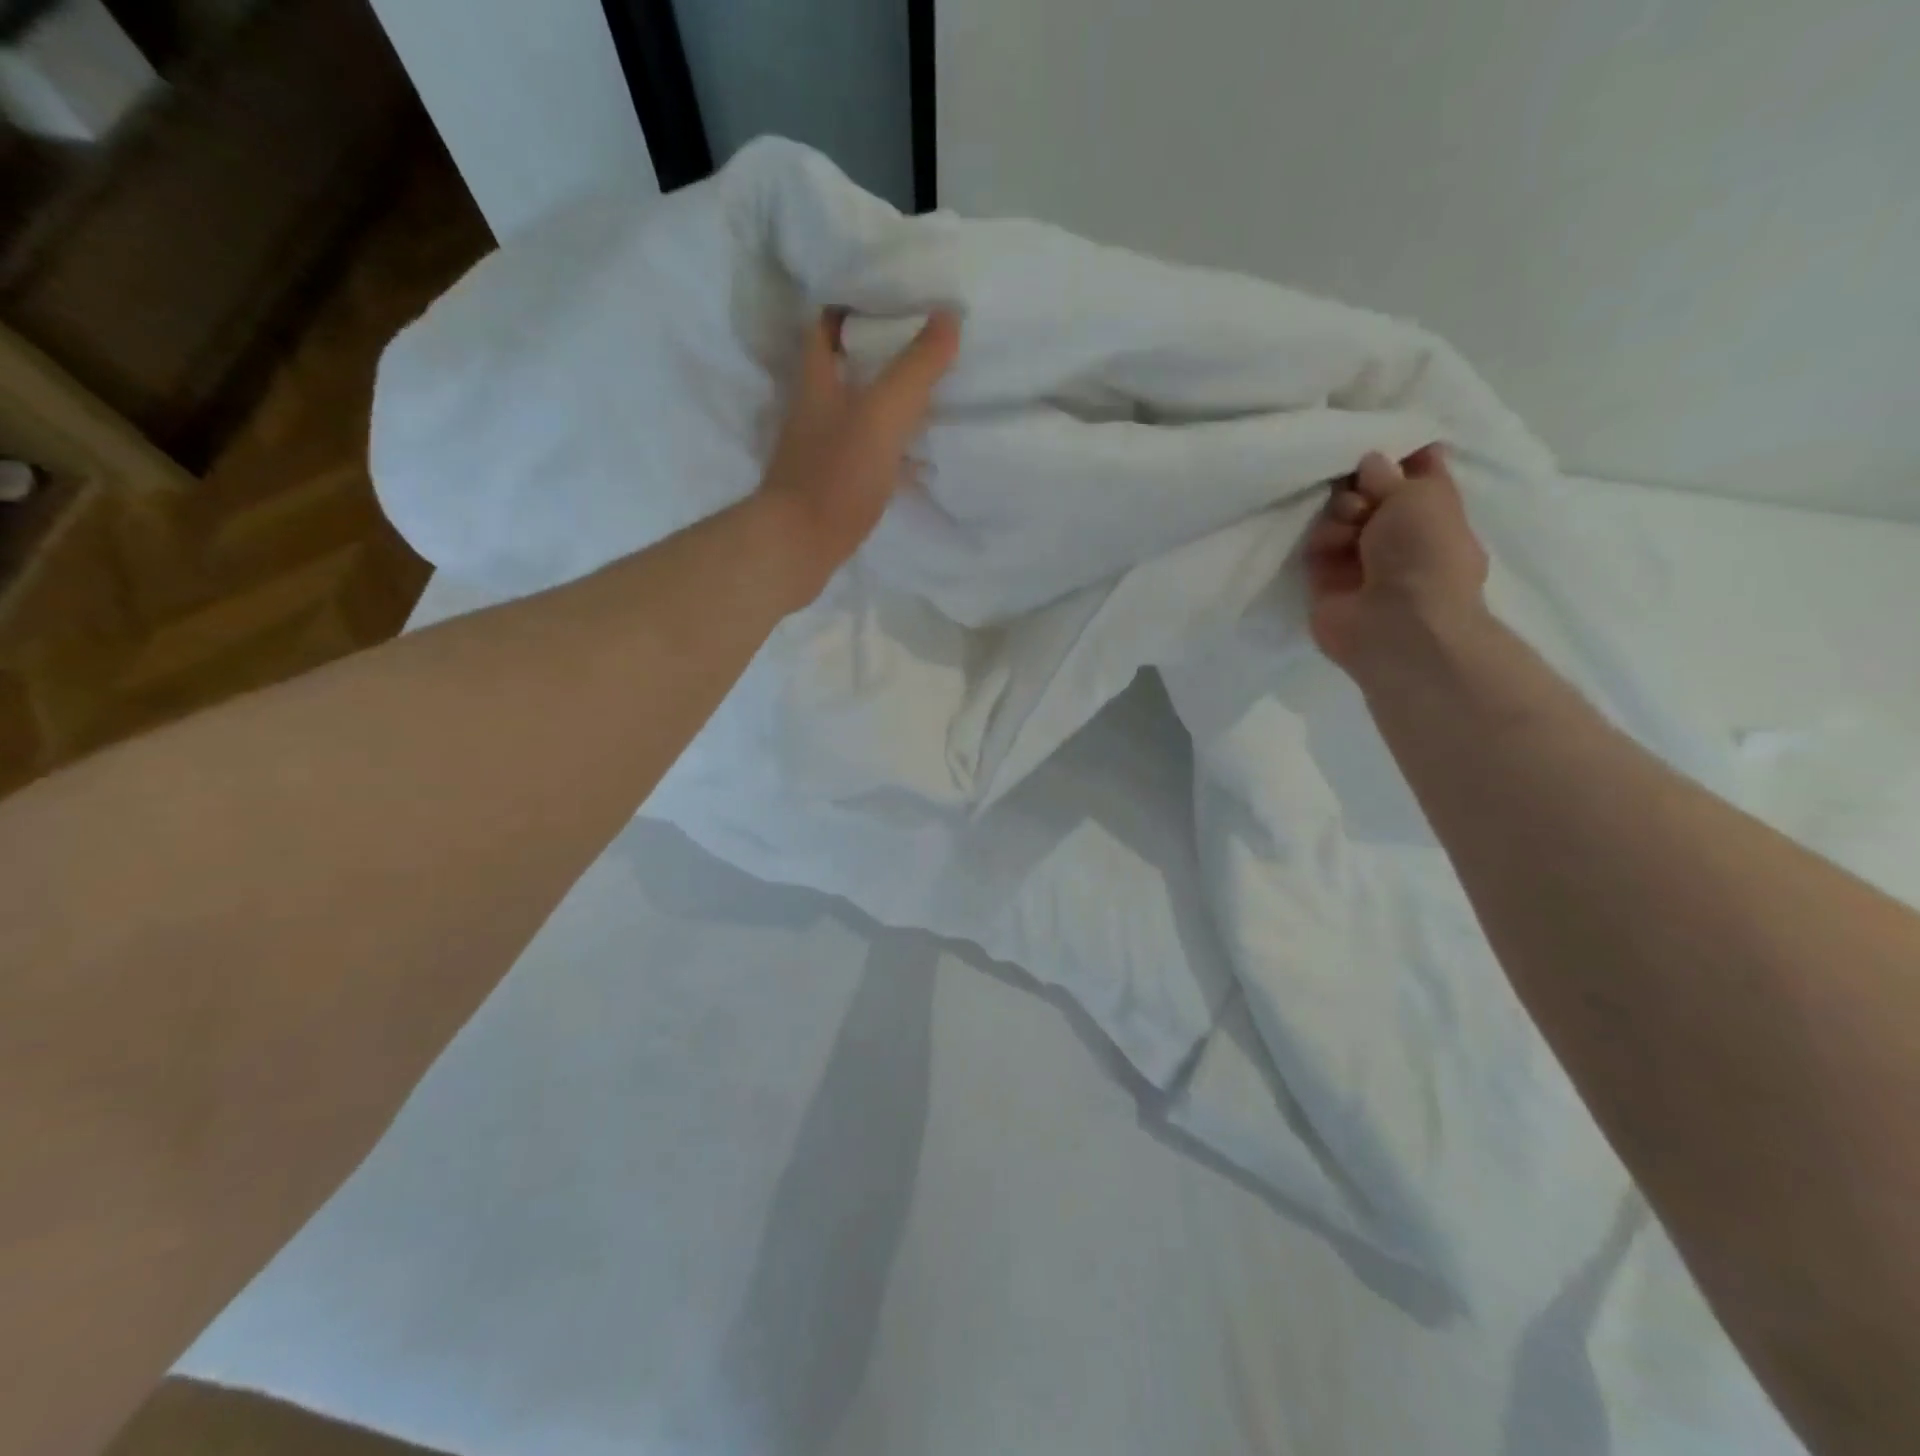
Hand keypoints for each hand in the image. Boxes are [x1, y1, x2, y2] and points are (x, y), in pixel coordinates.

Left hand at [757, 308, 961, 604]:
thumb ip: (915, 368)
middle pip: (840, 370)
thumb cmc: (837, 474)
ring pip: (853, 415)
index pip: (824, 327)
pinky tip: (915, 461)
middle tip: (916, 346)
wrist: (800, 546)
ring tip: (925, 397)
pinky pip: (863, 458)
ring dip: (882, 405)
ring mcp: (819, 453)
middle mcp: (813, 412)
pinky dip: (887, 453)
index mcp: (818, 383)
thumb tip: (948, 316)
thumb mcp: (882, 414)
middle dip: (872, 355)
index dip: (848, 305)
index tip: (885, 296)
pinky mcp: (829, 489)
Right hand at [1305, 445, 1490, 676]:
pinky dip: (1320, 541)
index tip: (1375, 434)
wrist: (1398, 624)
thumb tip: (1368, 461)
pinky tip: (1329, 550)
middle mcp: (1396, 531)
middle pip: (1366, 490)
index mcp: (1432, 509)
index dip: (1397, 449)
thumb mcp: (1420, 494)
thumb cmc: (1425, 553)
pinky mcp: (1325, 579)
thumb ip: (1389, 472)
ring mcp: (1359, 556)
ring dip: (1339, 514)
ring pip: (1336, 515)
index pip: (1414, 468)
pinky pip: (1314, 545)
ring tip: (1349, 530)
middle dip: (1359, 483)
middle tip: (1361, 488)